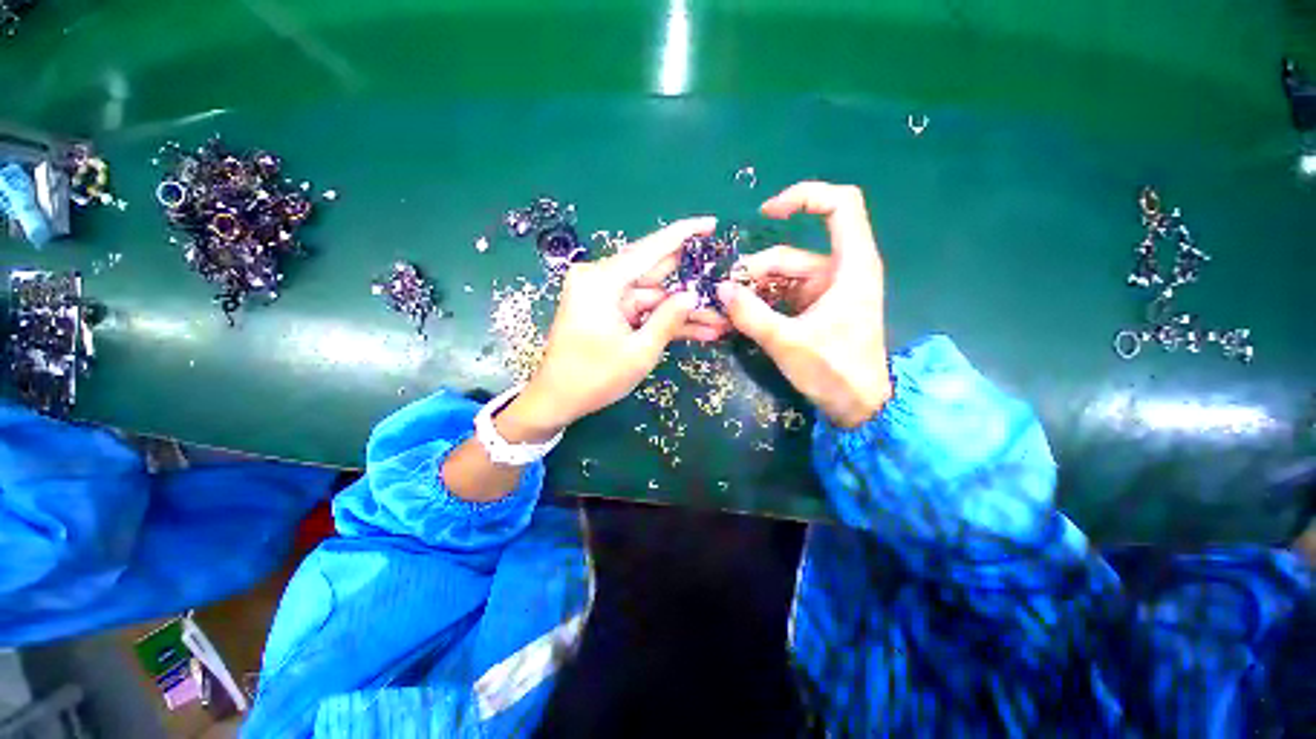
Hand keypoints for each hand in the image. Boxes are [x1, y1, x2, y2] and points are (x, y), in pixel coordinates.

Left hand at [498, 217, 720, 440]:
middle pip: (654, 273)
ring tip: (719, 319)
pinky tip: (698, 330)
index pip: (650, 249)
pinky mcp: (608, 312)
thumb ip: (669, 319)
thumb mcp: (639, 352)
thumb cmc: (594, 378)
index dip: (683, 235)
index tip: (711, 224)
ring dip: (682, 310)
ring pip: (653, 297)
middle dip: (690, 283)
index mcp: (602, 281)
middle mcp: (601, 280)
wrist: (556, 400)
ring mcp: (604, 297)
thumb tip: (693, 294)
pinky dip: (665, 321)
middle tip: (724, 282)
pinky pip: (642, 310)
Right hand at [717, 182, 891, 427]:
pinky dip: (763, 302)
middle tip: (725, 294)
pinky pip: (784, 295)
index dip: (804, 197)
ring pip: (783, 277)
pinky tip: (742, 316)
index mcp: (850, 266)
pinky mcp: (816, 308)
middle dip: (755, 271)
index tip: (766, 213)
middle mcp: (840, 271)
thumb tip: (721, 289)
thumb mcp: (787, 342)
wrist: (859, 405)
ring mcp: (826, 291)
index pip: (839, 206)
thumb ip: (751, 314)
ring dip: (754, 290)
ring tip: (729, 309)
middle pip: (791, 254)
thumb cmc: (834, 371)